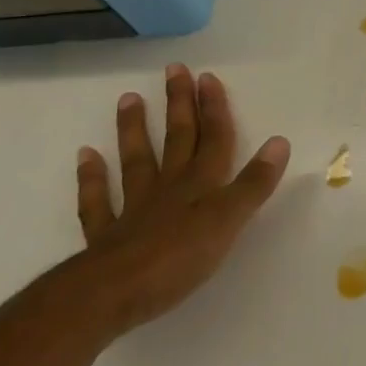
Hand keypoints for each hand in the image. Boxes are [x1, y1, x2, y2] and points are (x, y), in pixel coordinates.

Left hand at [68, 64, 290, 336]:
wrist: (111, 294)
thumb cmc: (179, 257)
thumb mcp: (229, 219)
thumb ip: (254, 182)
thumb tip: (280, 141)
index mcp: (203, 184)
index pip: (214, 138)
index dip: (214, 108)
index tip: (207, 77)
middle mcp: (170, 187)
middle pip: (177, 139)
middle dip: (179, 105)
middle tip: (173, 70)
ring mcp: (135, 209)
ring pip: (137, 161)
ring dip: (134, 130)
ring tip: (129, 98)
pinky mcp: (107, 237)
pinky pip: (98, 201)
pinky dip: (91, 178)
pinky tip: (86, 156)